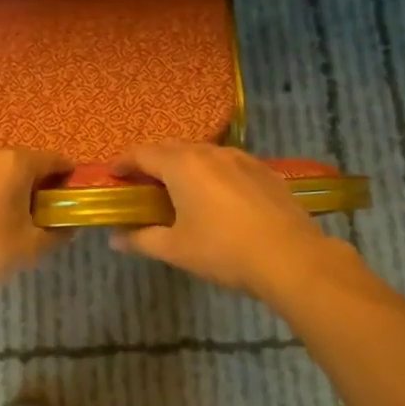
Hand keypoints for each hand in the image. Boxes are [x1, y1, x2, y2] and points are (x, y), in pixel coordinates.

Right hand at [109, 142, 346, 300]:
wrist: (291, 258)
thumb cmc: (224, 251)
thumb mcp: (176, 249)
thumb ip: (141, 239)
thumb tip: (114, 238)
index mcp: (182, 166)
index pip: (142, 153)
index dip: (124, 162)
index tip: (113, 174)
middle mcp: (210, 152)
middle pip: (171, 148)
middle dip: (152, 161)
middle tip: (141, 182)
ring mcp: (241, 159)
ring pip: (202, 153)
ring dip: (183, 165)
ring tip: (177, 188)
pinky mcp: (264, 171)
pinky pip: (227, 163)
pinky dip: (211, 172)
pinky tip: (216, 195)